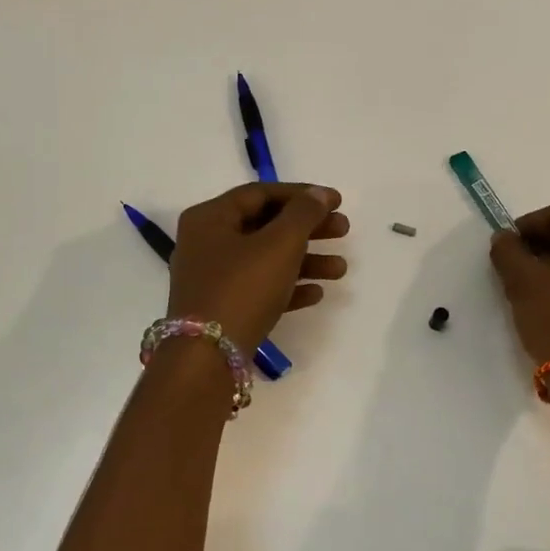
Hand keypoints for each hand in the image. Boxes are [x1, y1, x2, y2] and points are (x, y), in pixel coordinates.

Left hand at [168, 183, 348, 351]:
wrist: (208, 356)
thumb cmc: (242, 288)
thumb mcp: (279, 244)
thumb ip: (303, 214)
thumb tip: (320, 195)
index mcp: (210, 218)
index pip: (260, 194)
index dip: (301, 194)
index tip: (337, 202)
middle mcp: (206, 244)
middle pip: (264, 226)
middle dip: (308, 229)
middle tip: (344, 231)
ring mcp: (212, 279)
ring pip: (265, 260)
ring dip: (305, 260)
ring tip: (340, 269)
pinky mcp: (222, 309)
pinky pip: (259, 289)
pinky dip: (287, 287)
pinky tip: (317, 293)